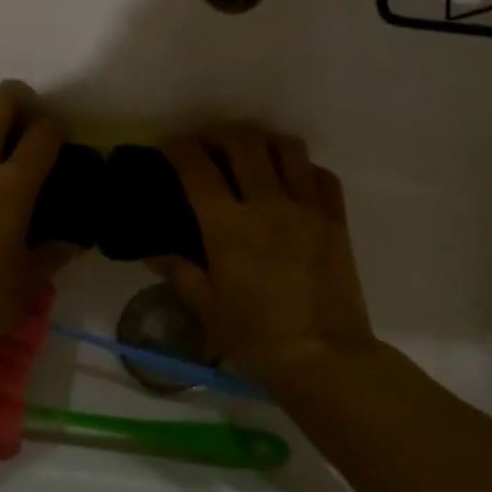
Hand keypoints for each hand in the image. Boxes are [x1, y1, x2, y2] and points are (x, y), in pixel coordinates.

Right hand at [150, 124, 375, 385]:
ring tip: (251, 150)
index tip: (169, 145)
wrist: (324, 358)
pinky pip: (322, 175)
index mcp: (228, 227)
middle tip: (207, 142)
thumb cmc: (256, 337)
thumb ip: (180, 272)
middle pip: (244, 143)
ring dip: (263, 140)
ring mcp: (307, 209)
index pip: (197, 169)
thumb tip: (155, 254)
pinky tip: (292, 179)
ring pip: (287, 149)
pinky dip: (302, 167)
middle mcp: (268, 205)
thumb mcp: (207, 308)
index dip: (179, 149)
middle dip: (219, 133)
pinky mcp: (336, 220)